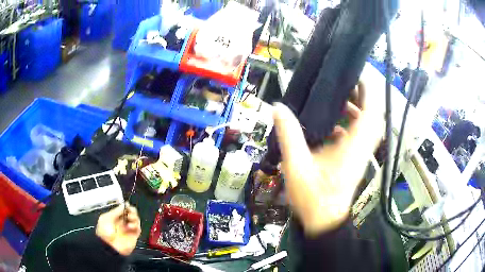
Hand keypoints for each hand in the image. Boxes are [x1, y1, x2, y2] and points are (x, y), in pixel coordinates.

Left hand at [96, 203, 140, 255]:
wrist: (108, 247)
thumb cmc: (104, 232)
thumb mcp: (106, 218)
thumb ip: (115, 212)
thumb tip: (123, 205)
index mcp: (115, 218)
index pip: (123, 211)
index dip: (125, 207)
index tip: (127, 204)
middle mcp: (122, 223)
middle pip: (131, 214)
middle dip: (132, 210)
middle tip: (130, 210)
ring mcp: (128, 230)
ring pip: (136, 220)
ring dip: (134, 217)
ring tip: (130, 217)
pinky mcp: (134, 236)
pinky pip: (138, 229)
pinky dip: (136, 225)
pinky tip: (130, 226)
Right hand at [273, 83, 382, 235]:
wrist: (323, 221)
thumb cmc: (312, 197)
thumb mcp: (297, 165)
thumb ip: (289, 135)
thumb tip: (278, 108)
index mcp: (352, 147)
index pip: (369, 114)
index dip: (368, 93)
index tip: (359, 76)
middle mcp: (360, 149)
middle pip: (371, 118)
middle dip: (363, 98)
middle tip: (347, 85)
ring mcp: (359, 156)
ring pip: (366, 128)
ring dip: (357, 112)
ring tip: (340, 102)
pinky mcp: (355, 162)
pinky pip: (359, 138)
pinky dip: (350, 128)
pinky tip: (333, 128)